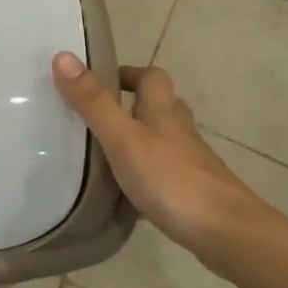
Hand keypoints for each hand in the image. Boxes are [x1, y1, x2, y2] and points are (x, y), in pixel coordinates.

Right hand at [51, 52, 277, 264]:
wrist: (226, 232)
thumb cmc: (172, 179)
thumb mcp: (123, 138)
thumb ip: (93, 102)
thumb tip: (62, 56)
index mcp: (163, 110)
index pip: (150, 77)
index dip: (128, 73)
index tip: (98, 81)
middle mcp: (178, 131)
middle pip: (156, 107)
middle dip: (128, 108)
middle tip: (92, 118)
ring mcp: (188, 163)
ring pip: (159, 142)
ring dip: (135, 142)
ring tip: (100, 155)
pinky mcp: (190, 192)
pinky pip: (161, 175)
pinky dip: (142, 177)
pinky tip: (123, 196)